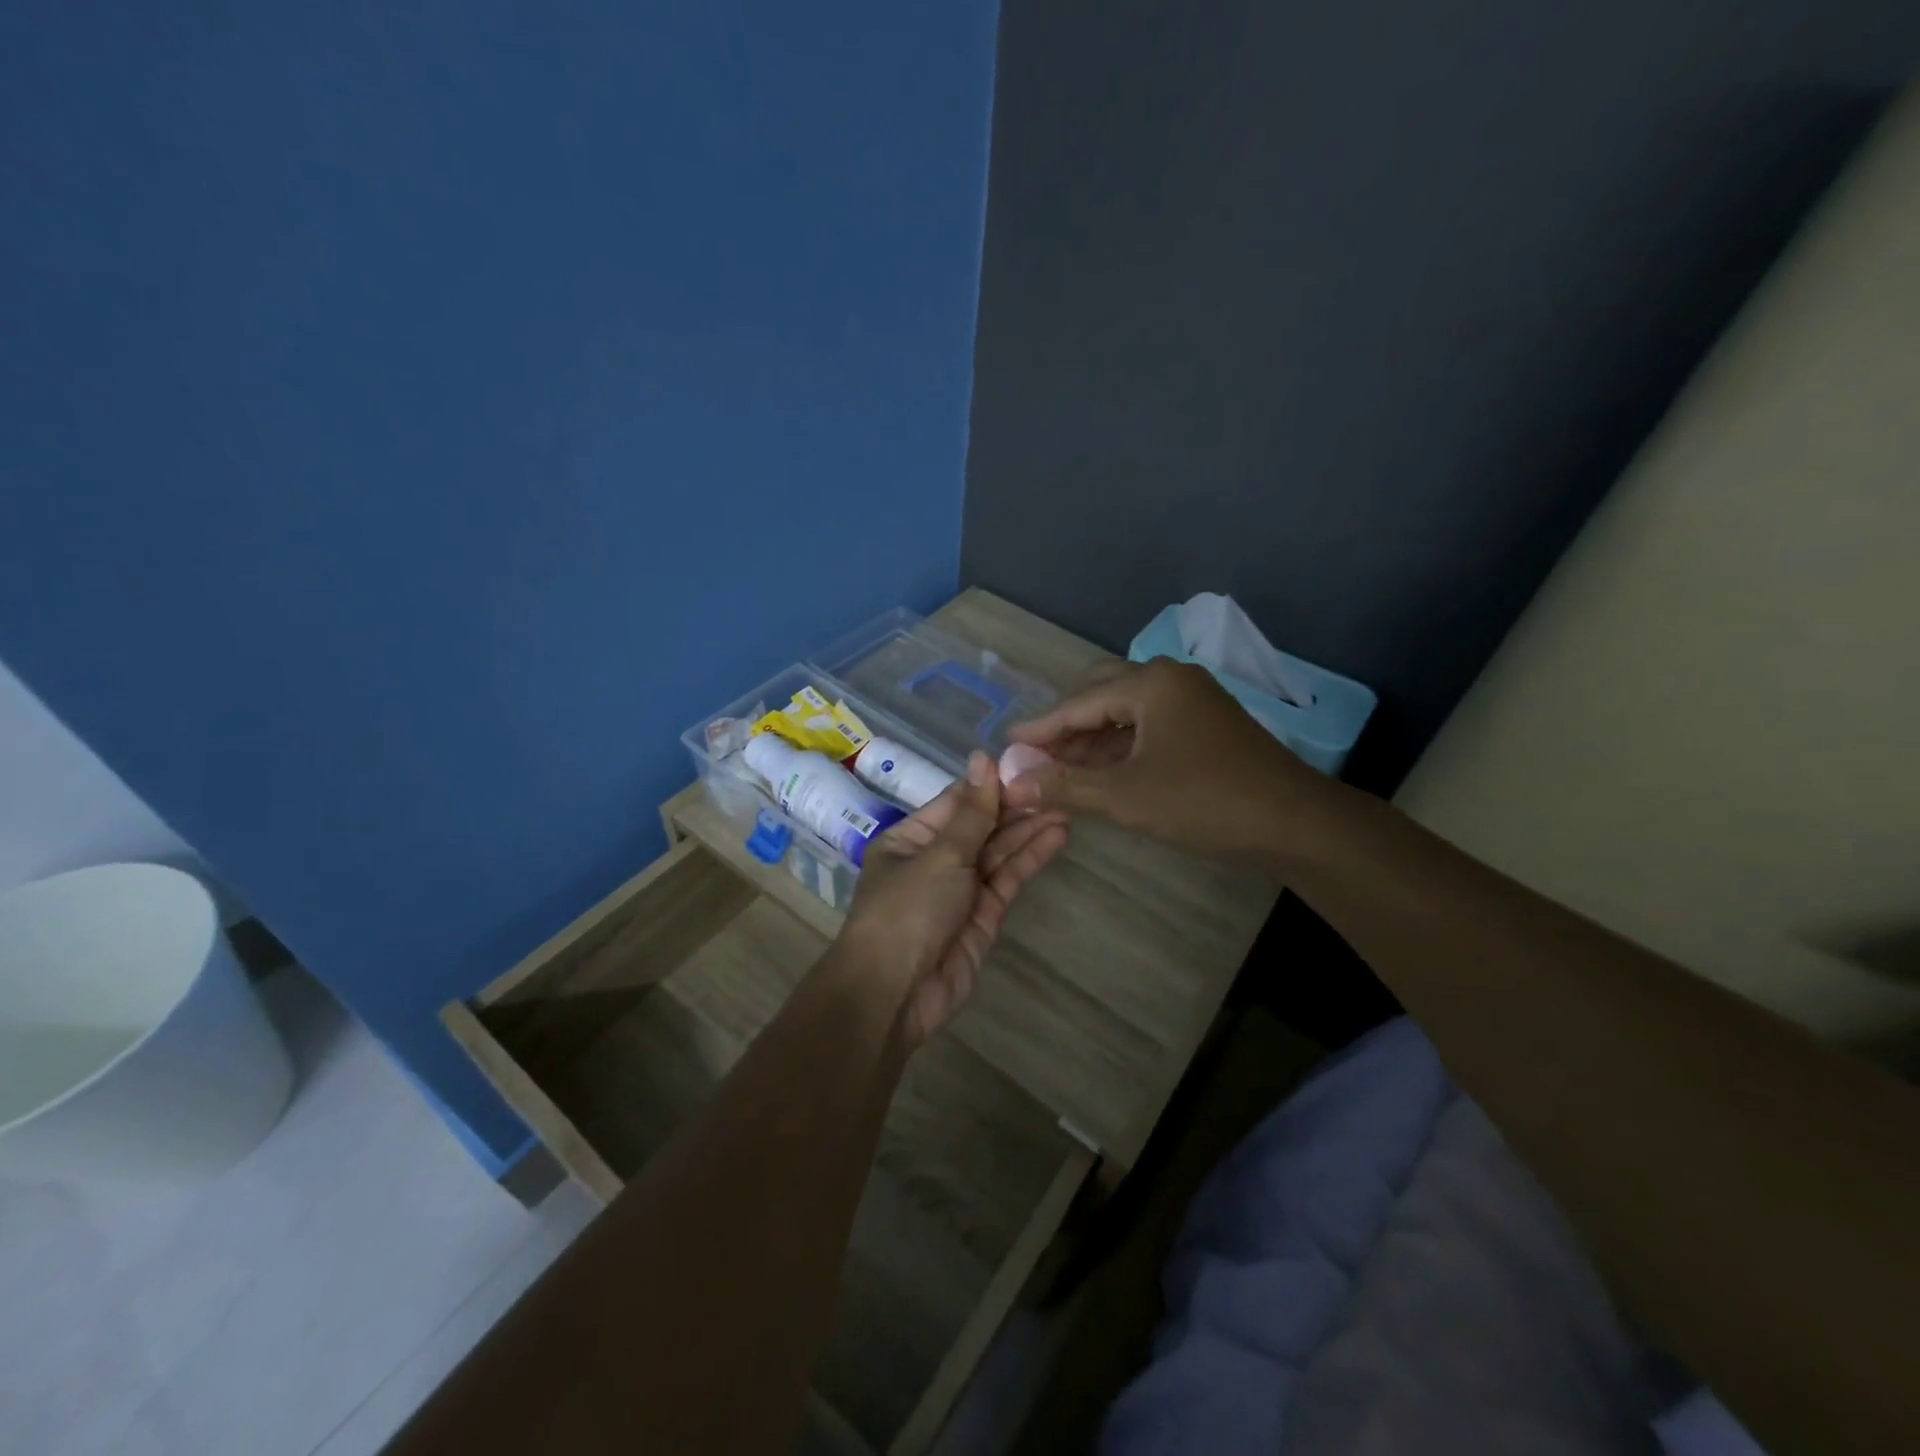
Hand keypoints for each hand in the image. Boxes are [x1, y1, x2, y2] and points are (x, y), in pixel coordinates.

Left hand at [839, 752, 1068, 1046]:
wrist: (895, 994)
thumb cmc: (906, 911)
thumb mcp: (939, 855)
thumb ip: (971, 812)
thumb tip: (982, 757)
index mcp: (911, 838)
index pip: (957, 801)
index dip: (991, 784)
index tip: (1028, 763)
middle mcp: (935, 859)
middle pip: (981, 825)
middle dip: (1016, 806)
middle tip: (1058, 784)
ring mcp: (961, 888)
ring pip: (999, 851)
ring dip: (1029, 829)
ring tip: (1067, 805)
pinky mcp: (984, 915)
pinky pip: (1008, 878)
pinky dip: (1030, 858)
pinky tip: (1056, 836)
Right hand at [1003, 658, 1325, 858]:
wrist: (1293, 822)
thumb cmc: (1203, 801)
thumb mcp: (1125, 796)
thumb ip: (1065, 786)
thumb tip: (1013, 784)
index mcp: (1151, 684)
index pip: (1078, 703)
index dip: (1040, 728)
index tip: (1008, 744)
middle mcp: (1172, 679)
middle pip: (1102, 695)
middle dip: (1068, 727)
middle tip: (1039, 757)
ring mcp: (1195, 700)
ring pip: (1128, 712)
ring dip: (1094, 739)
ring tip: (1064, 770)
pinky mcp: (1209, 724)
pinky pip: (1151, 725)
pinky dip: (1123, 746)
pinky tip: (1106, 773)